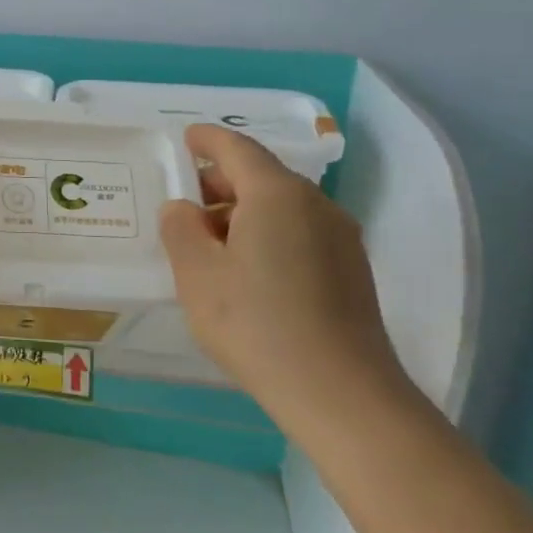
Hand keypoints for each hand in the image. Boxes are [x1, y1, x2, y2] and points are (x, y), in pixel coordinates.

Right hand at [158, 124, 409, 429]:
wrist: (342, 394)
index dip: (208, 140)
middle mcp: (315, 205)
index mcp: (277, 194)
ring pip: (283, 207)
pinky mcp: (352, 271)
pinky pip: (300, 232)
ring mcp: (341, 238)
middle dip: (221, 182)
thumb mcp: (197, 274)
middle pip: (262, 176)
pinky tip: (249, 271)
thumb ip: (180, 229)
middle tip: (186, 205)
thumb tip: (183, 208)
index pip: (237, 149)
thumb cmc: (257, 324)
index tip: (187, 138)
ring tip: (211, 244)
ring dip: (244, 212)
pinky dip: (269, 234)